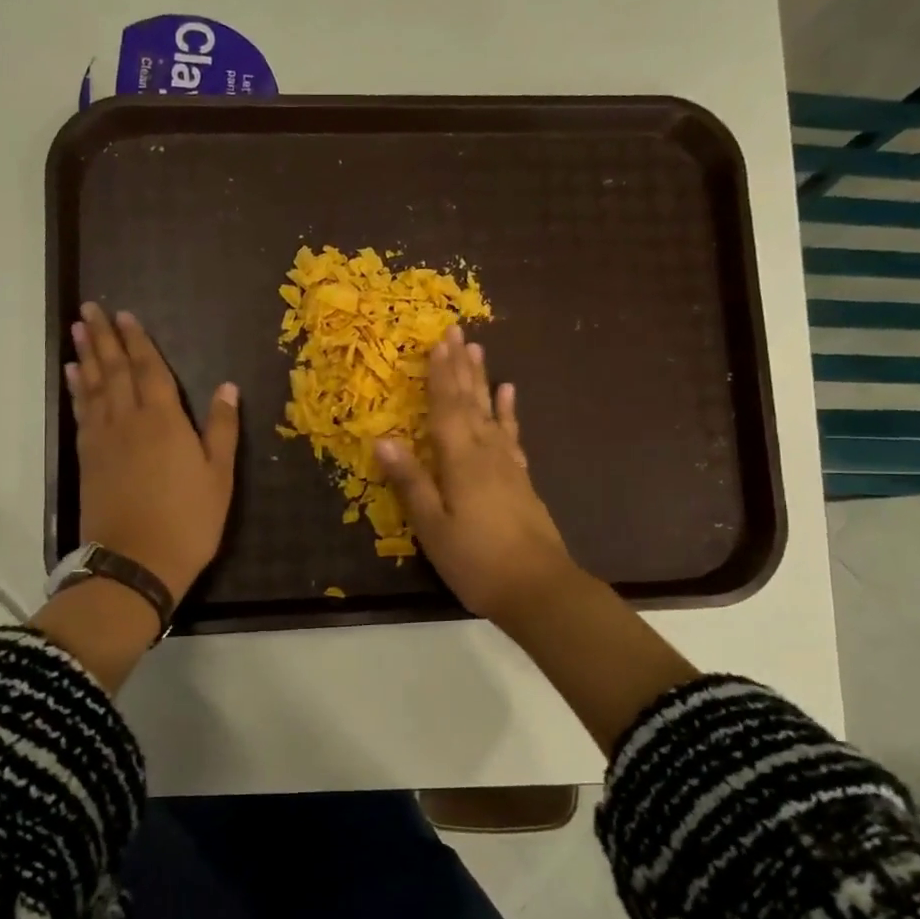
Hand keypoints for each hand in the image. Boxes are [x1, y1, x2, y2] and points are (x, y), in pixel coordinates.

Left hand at [66, 303, 238, 603]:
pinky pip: (82, 413)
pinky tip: (73, 376)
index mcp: (165, 421)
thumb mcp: (219, 476)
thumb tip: (227, 387)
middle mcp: (129, 420)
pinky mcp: (88, 459)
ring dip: (86, 356)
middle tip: (90, 308)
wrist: (136, 563)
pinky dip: (76, 390)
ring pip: (93, 387)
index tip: (126, 315)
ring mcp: (104, 439)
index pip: (150, 371)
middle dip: (105, 338)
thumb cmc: (188, 521)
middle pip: (115, 371)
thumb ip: (221, 428)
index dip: (139, 342)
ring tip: (78, 330)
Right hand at [375, 326, 577, 624]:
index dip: (440, 374)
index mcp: (460, 460)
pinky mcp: (521, 478)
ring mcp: (507, 464)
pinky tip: (508, 395)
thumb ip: (410, 481)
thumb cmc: (476, 560)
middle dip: (461, 366)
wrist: (538, 588)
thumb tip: (382, 438)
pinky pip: (511, 435)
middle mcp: (485, 452)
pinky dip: (507, 412)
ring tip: (479, 350)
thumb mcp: (433, 526)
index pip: (446, 407)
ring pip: (490, 411)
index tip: (437, 341)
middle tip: (457, 331)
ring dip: (482, 380)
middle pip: (470, 401)